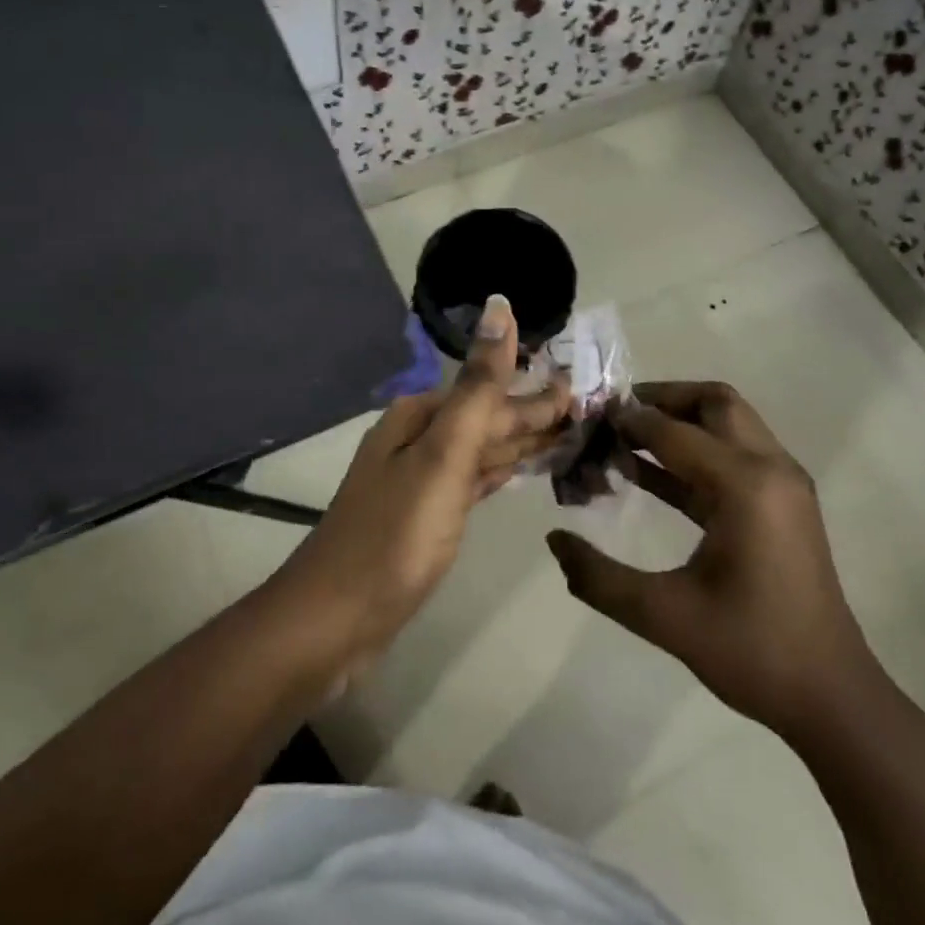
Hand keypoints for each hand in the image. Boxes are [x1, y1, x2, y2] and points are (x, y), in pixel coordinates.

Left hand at [274, 296, 569, 675]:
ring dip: (522, 443)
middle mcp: (417, 440)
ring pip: (481, 451)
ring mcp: (419, 481)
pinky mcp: (424, 518)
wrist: (335, 619)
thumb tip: (498, 306)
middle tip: (589, 410)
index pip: (490, 394)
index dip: (537, 393)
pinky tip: (518, 470)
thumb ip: (478, 386)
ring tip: (569, 436)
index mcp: (420, 418)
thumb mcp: (443, 454)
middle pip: (486, 420)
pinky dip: (499, 473)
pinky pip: (472, 482)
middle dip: (534, 415)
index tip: (586, 387)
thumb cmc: (395, 533)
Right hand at [545, 381, 882, 738]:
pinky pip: (733, 457)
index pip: (675, 432)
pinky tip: (648, 475)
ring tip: (623, 440)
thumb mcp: (664, 616)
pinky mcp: (782, 504)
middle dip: (662, 400)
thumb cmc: (752, 652)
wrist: (832, 697)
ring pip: (728, 425)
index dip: (629, 422)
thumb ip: (600, 578)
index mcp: (746, 485)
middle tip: (614, 416)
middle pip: (715, 403)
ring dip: (678, 423)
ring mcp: (783, 485)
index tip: (589, 418)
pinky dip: (693, 454)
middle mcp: (771, 469)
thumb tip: (554, 540)